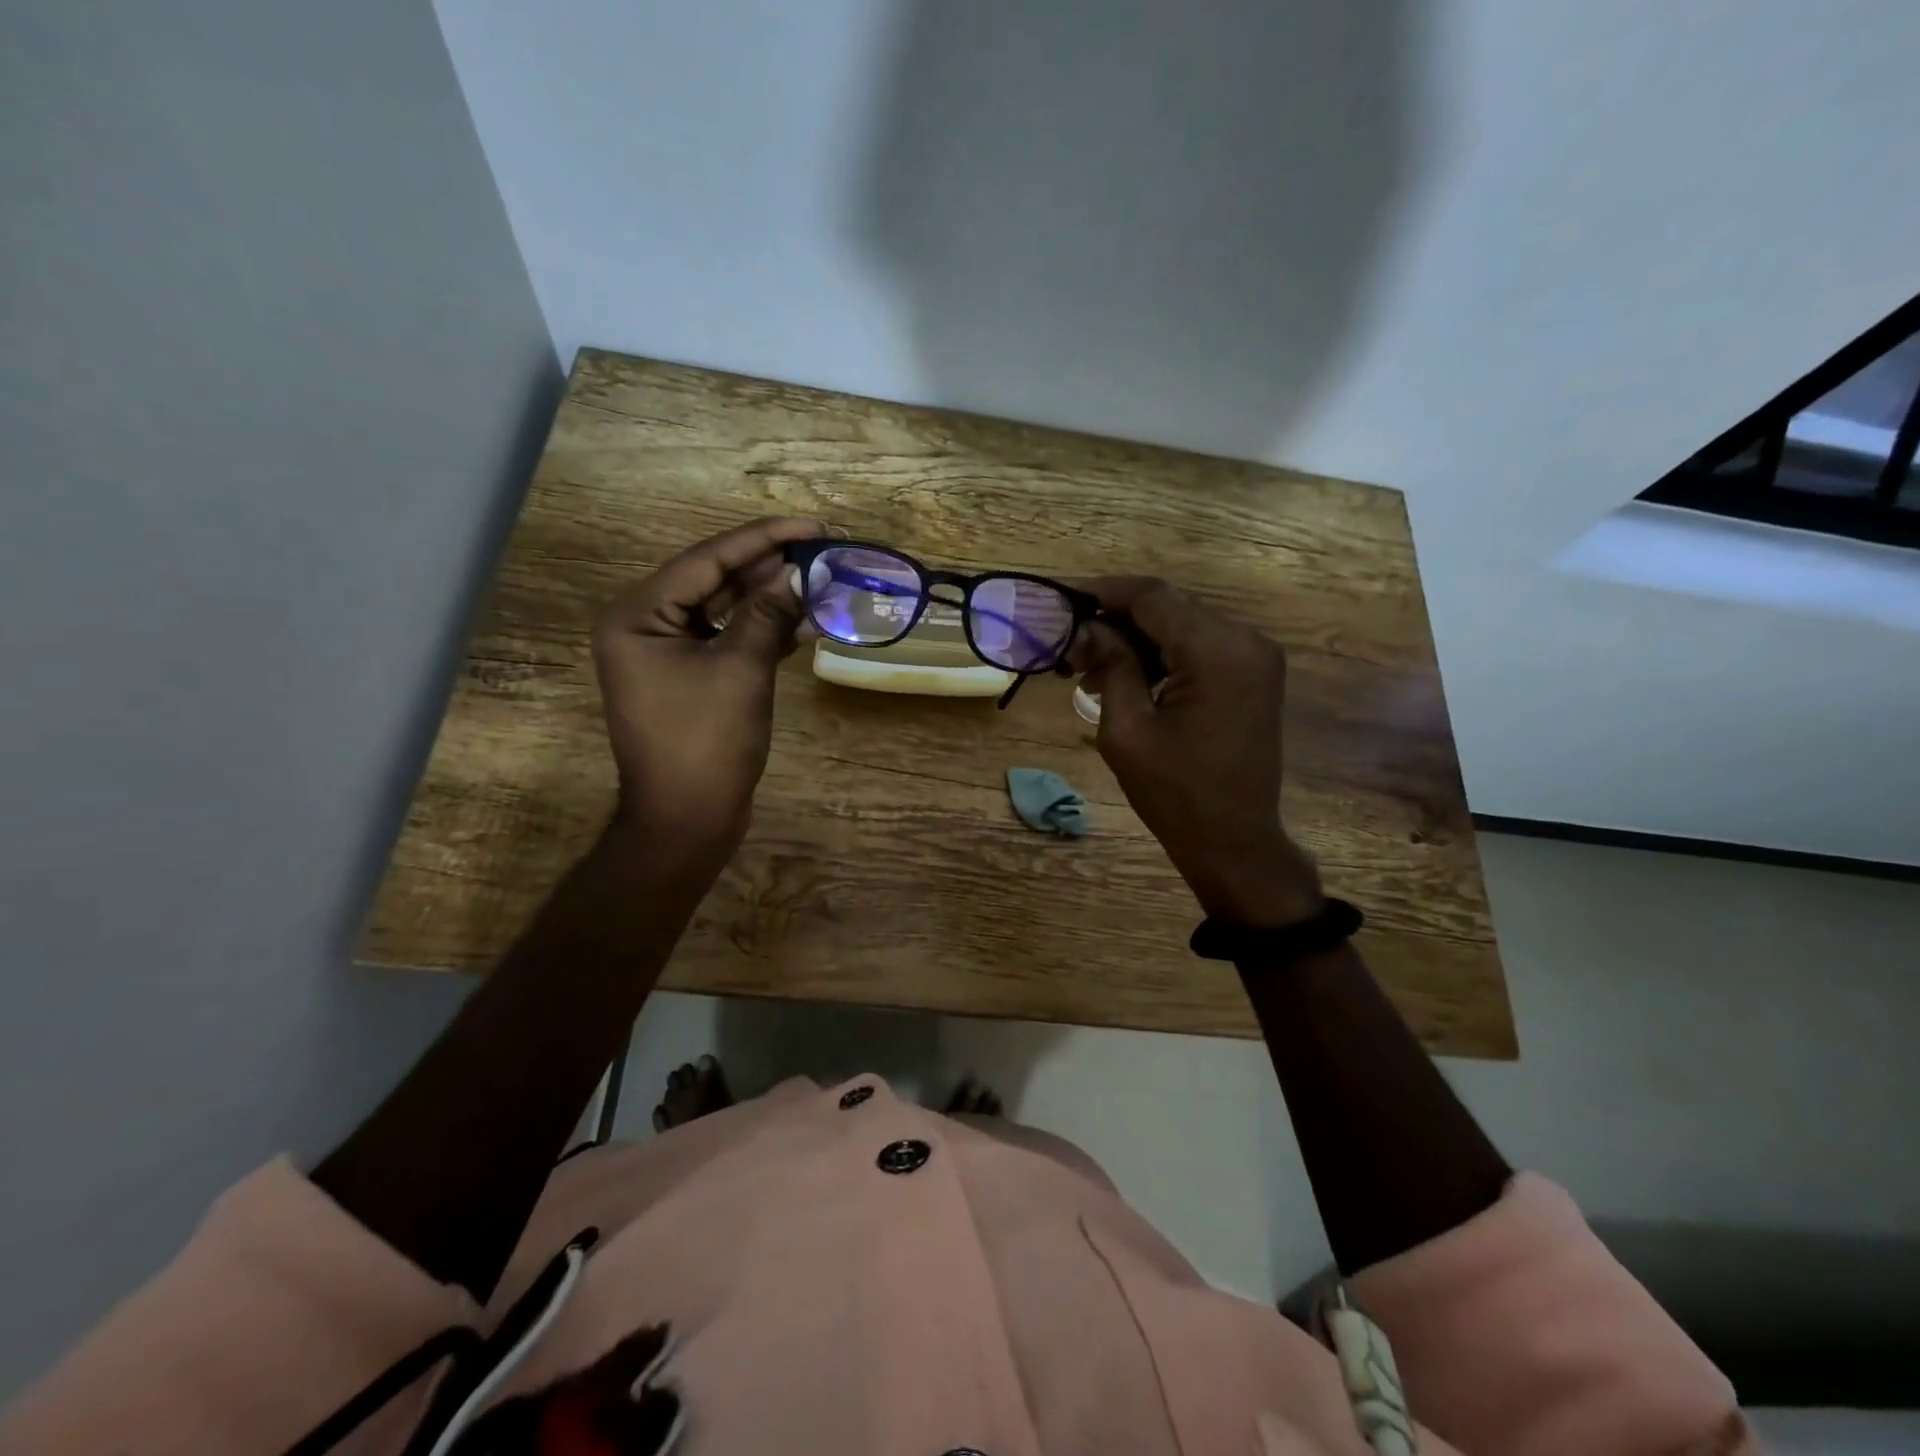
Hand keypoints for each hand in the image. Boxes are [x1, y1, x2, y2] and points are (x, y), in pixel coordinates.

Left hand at [592, 517, 821, 862]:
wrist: (686, 820)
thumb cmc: (705, 743)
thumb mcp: (740, 670)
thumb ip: (768, 614)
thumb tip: (801, 574)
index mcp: (638, 615)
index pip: (706, 561)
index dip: (763, 539)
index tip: (812, 526)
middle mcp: (645, 625)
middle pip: (714, 580)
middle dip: (769, 566)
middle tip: (822, 549)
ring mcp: (666, 652)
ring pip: (724, 609)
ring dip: (770, 597)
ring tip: (819, 579)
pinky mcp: (689, 676)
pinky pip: (727, 638)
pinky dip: (762, 630)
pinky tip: (801, 621)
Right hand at [1070, 578, 1322, 925]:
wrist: (1234, 842)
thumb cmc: (1174, 794)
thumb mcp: (1127, 729)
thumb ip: (1110, 664)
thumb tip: (1087, 626)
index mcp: (1217, 652)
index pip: (1153, 597)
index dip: (1103, 591)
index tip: (1061, 599)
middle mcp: (1246, 641)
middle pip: (1168, 607)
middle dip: (1115, 620)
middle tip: (1069, 647)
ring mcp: (1255, 657)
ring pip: (1181, 625)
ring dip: (1135, 639)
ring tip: (1089, 668)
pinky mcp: (1253, 675)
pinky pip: (1199, 647)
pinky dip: (1161, 655)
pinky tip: (1126, 677)